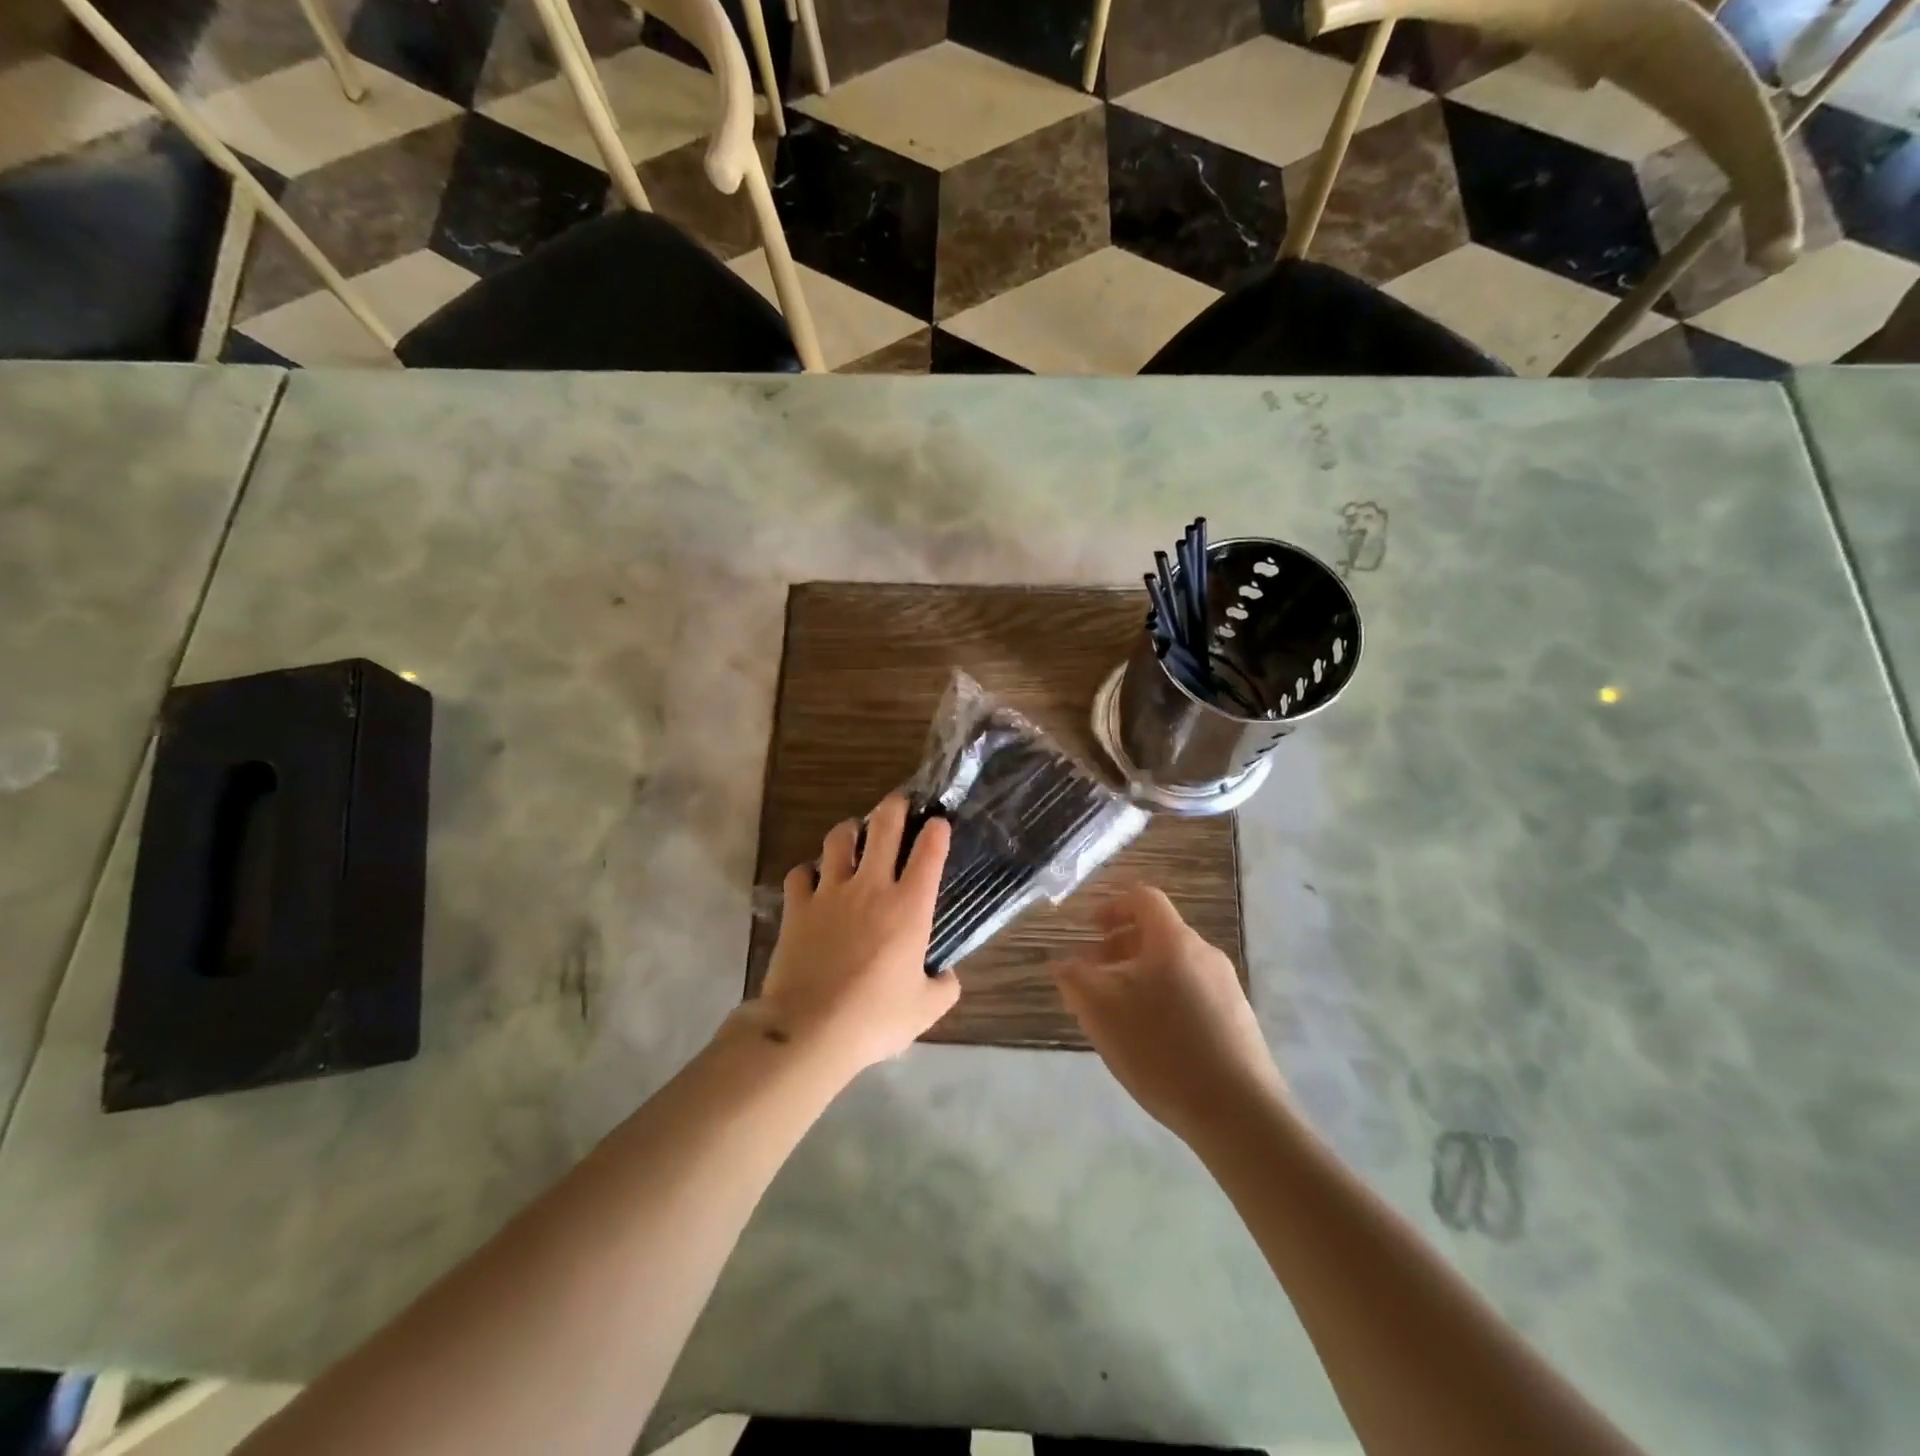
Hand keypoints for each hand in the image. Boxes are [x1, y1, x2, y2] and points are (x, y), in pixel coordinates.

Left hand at [754, 795, 956, 1073]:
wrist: (809, 1029)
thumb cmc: (874, 1017)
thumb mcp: (925, 1010)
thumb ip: (944, 987)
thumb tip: (945, 976)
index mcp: (909, 906)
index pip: (929, 851)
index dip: (937, 830)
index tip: (939, 824)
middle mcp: (871, 887)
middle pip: (883, 826)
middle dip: (895, 806)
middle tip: (899, 803)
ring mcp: (830, 892)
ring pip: (838, 839)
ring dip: (850, 831)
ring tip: (855, 834)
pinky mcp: (797, 907)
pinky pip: (800, 873)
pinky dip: (809, 871)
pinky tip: (814, 879)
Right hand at [1053, 884, 1281, 1146]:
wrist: (1238, 1112)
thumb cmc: (1161, 1048)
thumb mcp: (1101, 1012)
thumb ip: (1075, 979)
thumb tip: (1063, 963)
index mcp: (1174, 940)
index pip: (1143, 899)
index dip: (1112, 907)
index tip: (1090, 930)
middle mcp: (1205, 954)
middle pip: (1158, 934)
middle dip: (1121, 948)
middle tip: (1094, 976)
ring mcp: (1227, 988)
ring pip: (1174, 966)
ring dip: (1141, 976)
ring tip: (1118, 1014)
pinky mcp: (1238, 1020)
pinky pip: (1192, 993)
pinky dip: (1165, 1000)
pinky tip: (1153, 1041)